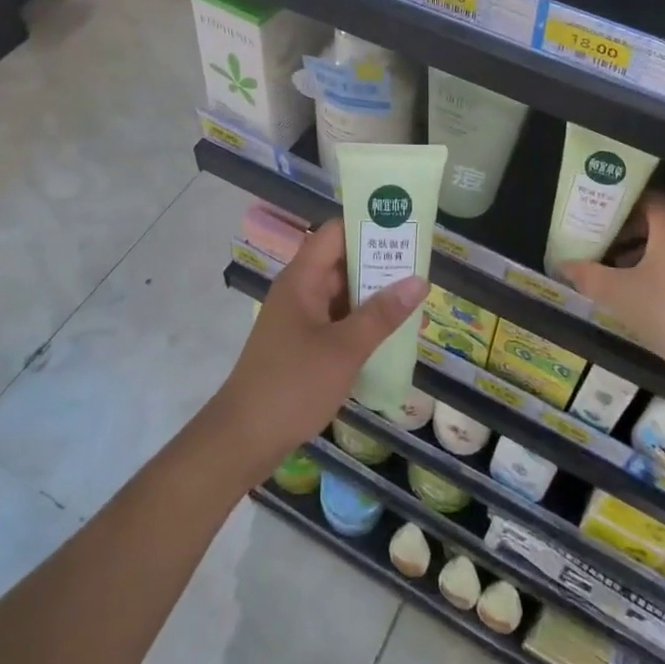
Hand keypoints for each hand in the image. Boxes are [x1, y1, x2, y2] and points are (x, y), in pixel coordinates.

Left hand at [212, 219, 429, 480]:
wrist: (243, 438)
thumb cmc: (293, 385)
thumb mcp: (344, 349)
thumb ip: (382, 314)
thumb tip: (419, 279)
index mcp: (302, 279)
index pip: (335, 233)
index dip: (368, 225)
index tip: (405, 228)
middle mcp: (299, 290)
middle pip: (341, 261)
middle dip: (379, 262)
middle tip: (421, 265)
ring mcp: (298, 318)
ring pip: (340, 293)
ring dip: (373, 294)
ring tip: (414, 296)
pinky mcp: (300, 344)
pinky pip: (336, 319)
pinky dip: (360, 321)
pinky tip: (389, 333)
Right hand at [558, 193, 664, 385]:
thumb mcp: (618, 294)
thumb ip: (588, 275)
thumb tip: (563, 265)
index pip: (648, 198)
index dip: (621, 204)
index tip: (598, 215)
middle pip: (660, 221)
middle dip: (629, 231)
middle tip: (601, 243)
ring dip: (646, 253)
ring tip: (618, 272)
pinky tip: (647, 295)